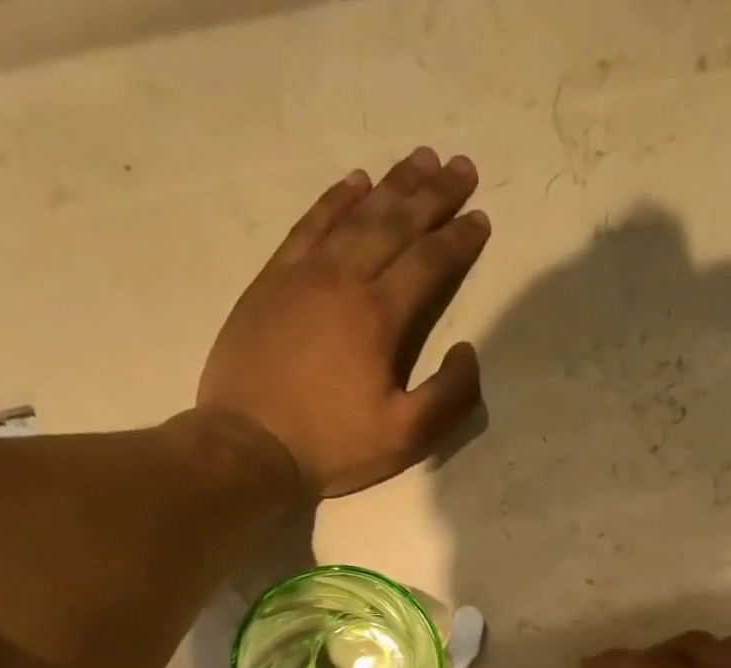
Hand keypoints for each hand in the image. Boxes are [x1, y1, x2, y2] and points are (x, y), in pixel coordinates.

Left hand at [195, 147, 490, 497]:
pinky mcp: (272, 280)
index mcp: (380, 317)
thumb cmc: (331, 445)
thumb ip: (449, 396)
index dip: (459, 240)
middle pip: (396, 224)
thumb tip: (468, 350)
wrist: (249, 445)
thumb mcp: (405, 438)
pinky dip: (335, 199)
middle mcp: (344, 279)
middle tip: (462, 167)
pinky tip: (355, 183)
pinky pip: (309, 224)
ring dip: (392, 184)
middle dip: (434, 195)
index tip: (481, 219)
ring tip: (420, 159)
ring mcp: (303, 274)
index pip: (429, 263)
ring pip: (355, 214)